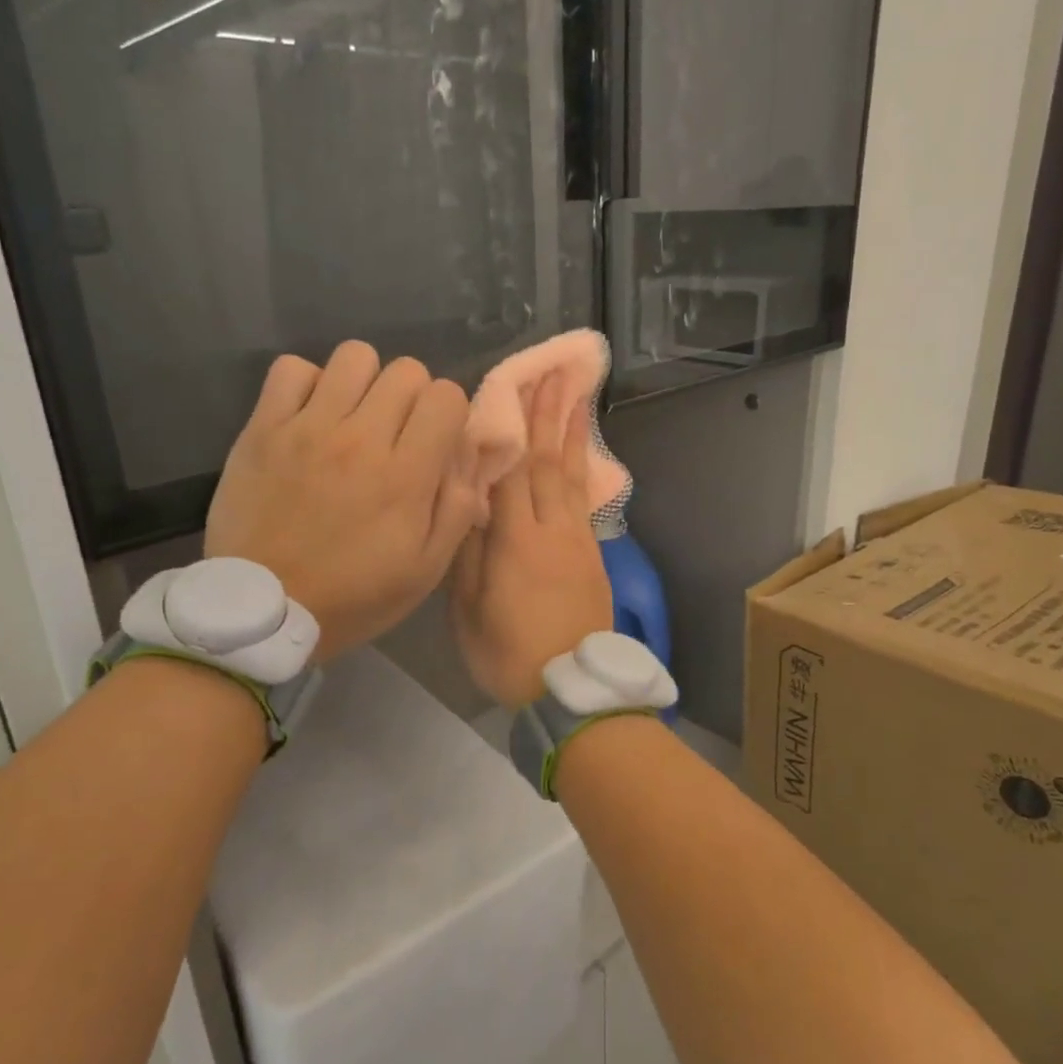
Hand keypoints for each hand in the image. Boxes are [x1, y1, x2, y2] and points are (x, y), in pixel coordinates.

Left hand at [205, 341, 481, 662]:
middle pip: (406, 370)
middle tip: (397, 433)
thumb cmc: (353, 596)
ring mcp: (308, 427)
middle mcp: (361, 438)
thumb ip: (458, 510)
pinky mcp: (263, 428)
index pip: (446, 395)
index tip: (435, 443)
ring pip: (354, 356)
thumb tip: (468, 460)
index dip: (449, 414)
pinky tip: (310, 416)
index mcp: (406, 475)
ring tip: (354, 417)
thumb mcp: (425, 571)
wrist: (263, 611)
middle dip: (413, 397)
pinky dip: (308, 383)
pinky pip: (292, 369)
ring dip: (365, 382)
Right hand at [451, 370, 613, 707]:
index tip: (514, 387)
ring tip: (576, 396)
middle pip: (550, 462)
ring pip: (574, 476)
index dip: (512, 427)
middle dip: (550, 415)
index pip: (513, 470)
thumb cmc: (507, 652)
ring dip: (573, 434)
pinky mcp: (593, 555)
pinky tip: (579, 455)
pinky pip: (584, 500)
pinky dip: (581, 469)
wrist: (571, 690)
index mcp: (518, 540)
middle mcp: (553, 529)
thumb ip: (469, 549)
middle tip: (554, 373)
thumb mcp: (468, 608)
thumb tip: (470, 501)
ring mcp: (579, 541)